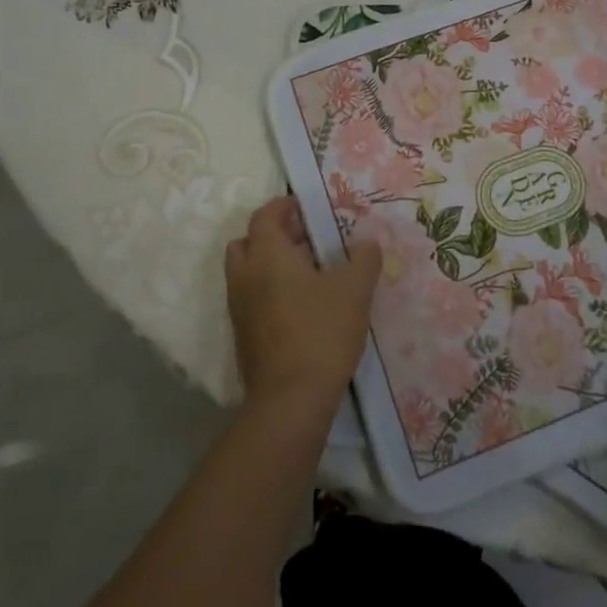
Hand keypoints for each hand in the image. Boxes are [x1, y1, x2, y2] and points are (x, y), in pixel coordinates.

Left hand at [225, 196, 381, 417]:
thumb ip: (363, 259)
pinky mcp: (242, 335)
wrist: (290, 399)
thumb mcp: (355, 290)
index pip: (265, 215)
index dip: (284, 206)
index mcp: (267, 254)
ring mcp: (239, 307)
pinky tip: (300, 305)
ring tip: (307, 273)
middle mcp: (245, 275)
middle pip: (248, 241)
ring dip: (269, 264)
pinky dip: (268, 290)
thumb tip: (367, 243)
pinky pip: (250, 298)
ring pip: (247, 271)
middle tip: (306, 239)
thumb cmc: (321, 331)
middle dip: (273, 235)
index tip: (306, 208)